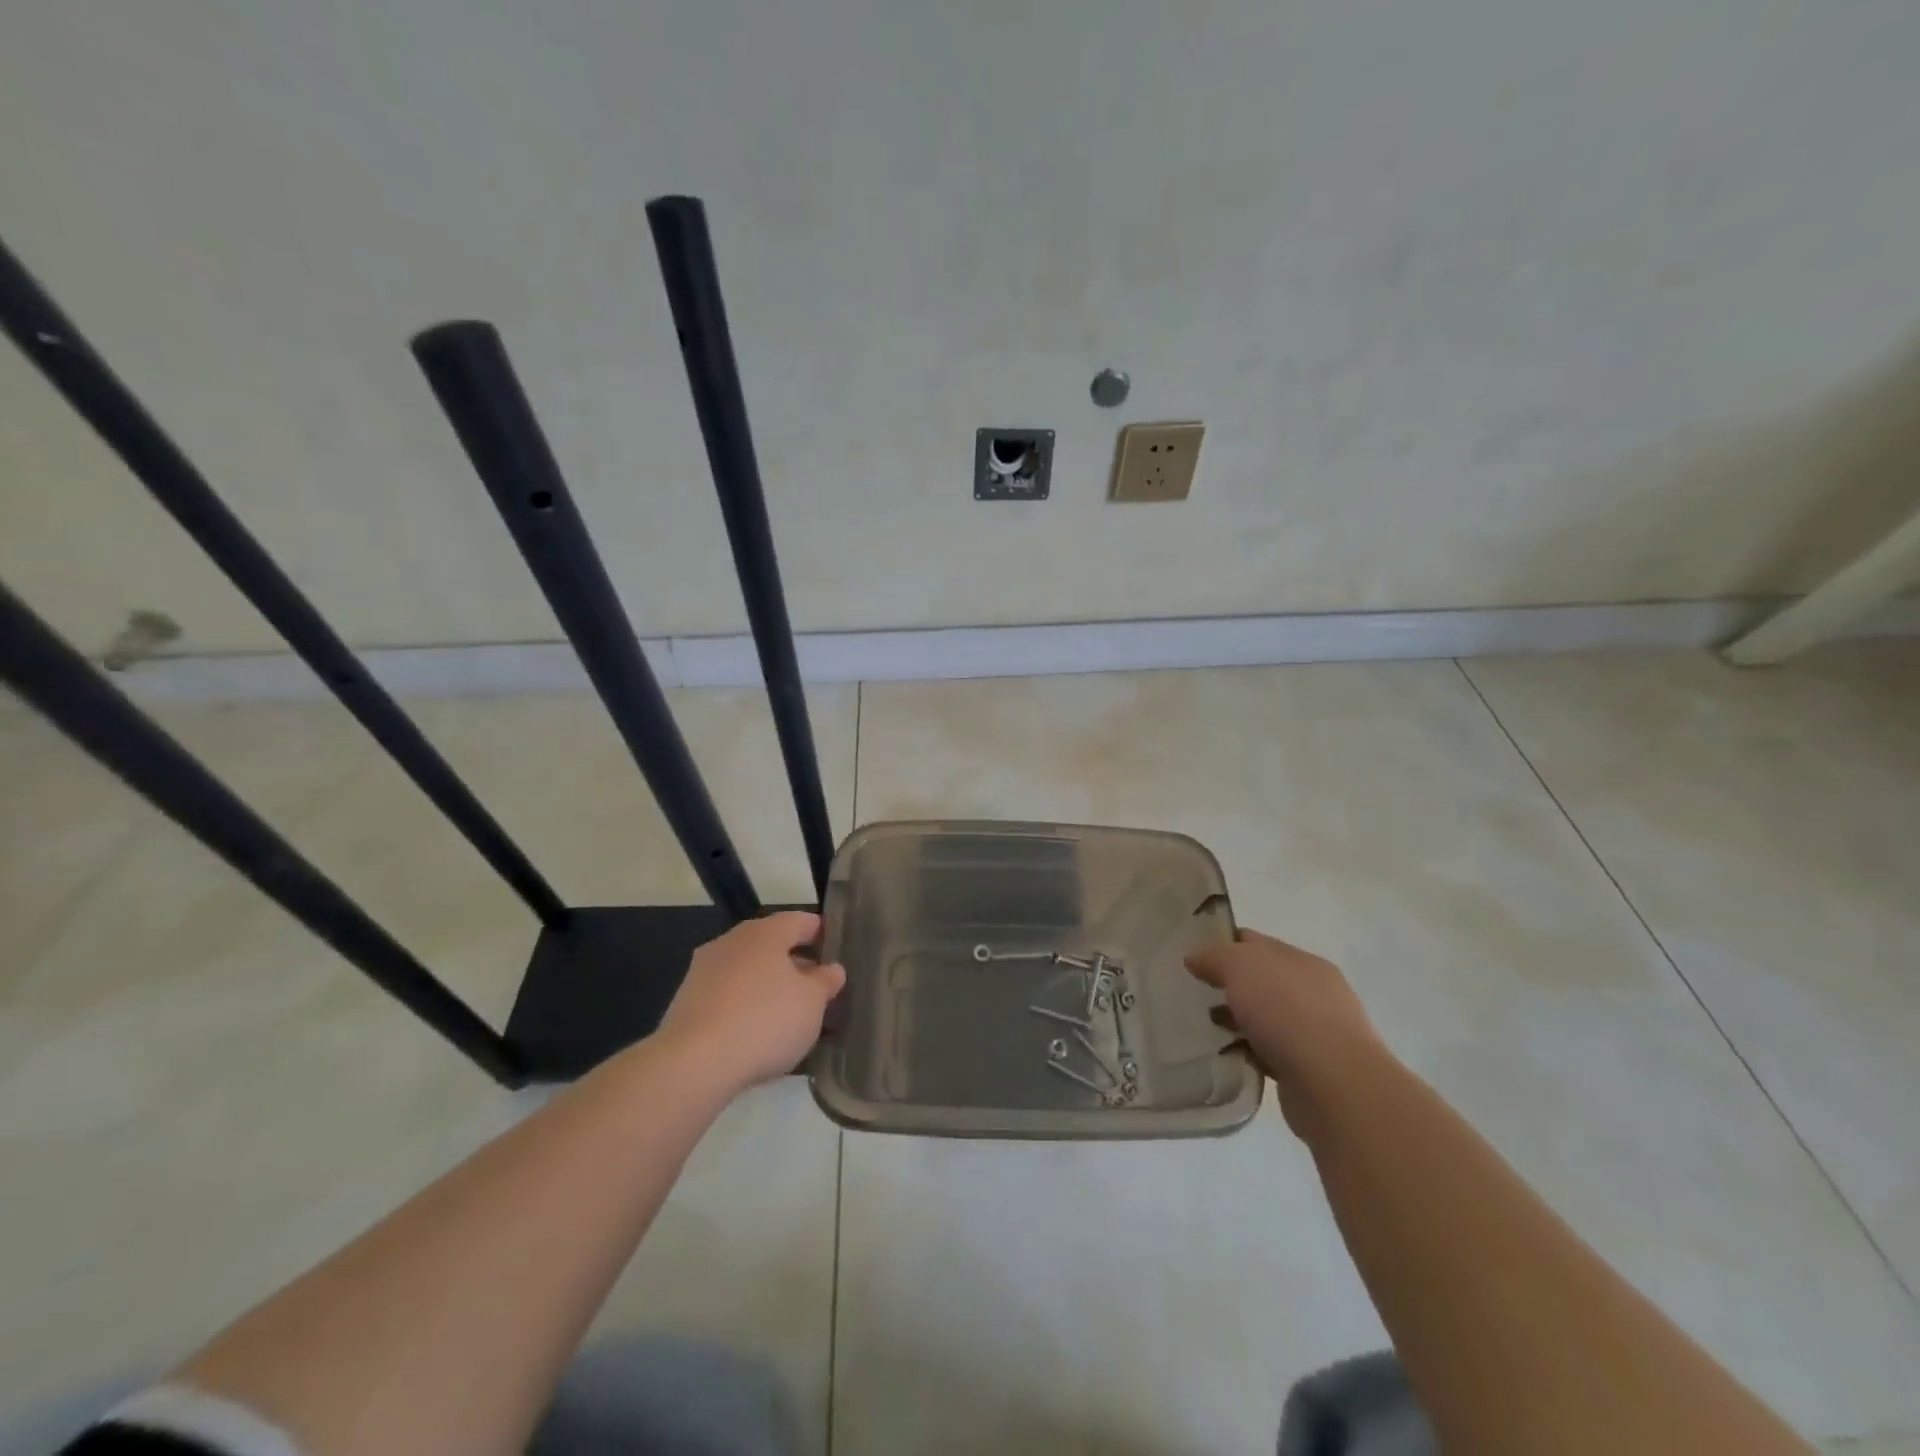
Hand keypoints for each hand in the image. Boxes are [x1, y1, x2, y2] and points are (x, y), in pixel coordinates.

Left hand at [658, 911, 845, 1093]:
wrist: (693, 1064)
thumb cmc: (765, 1021)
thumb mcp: (812, 1003)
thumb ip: (825, 982)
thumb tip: (831, 969)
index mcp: (765, 932)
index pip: (801, 921)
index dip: (821, 933)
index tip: (835, 951)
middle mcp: (731, 941)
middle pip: (771, 944)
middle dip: (794, 963)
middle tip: (815, 987)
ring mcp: (703, 970)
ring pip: (746, 970)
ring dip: (767, 985)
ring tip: (787, 1014)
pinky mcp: (686, 1001)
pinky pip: (726, 995)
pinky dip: (743, 1006)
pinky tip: (754, 1032)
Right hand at [1186, 929, 1387, 1138]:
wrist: (1334, 1085)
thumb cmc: (1287, 1011)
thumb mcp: (1240, 966)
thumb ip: (1214, 956)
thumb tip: (1195, 958)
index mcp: (1301, 960)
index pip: (1255, 942)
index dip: (1223, 944)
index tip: (1193, 957)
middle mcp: (1313, 992)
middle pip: (1260, 980)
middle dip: (1229, 985)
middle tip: (1193, 993)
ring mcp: (1315, 1032)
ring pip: (1265, 1018)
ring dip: (1238, 1020)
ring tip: (1205, 1028)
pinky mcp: (1310, 1070)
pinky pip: (1270, 1052)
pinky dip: (1250, 1051)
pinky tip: (1229, 1056)